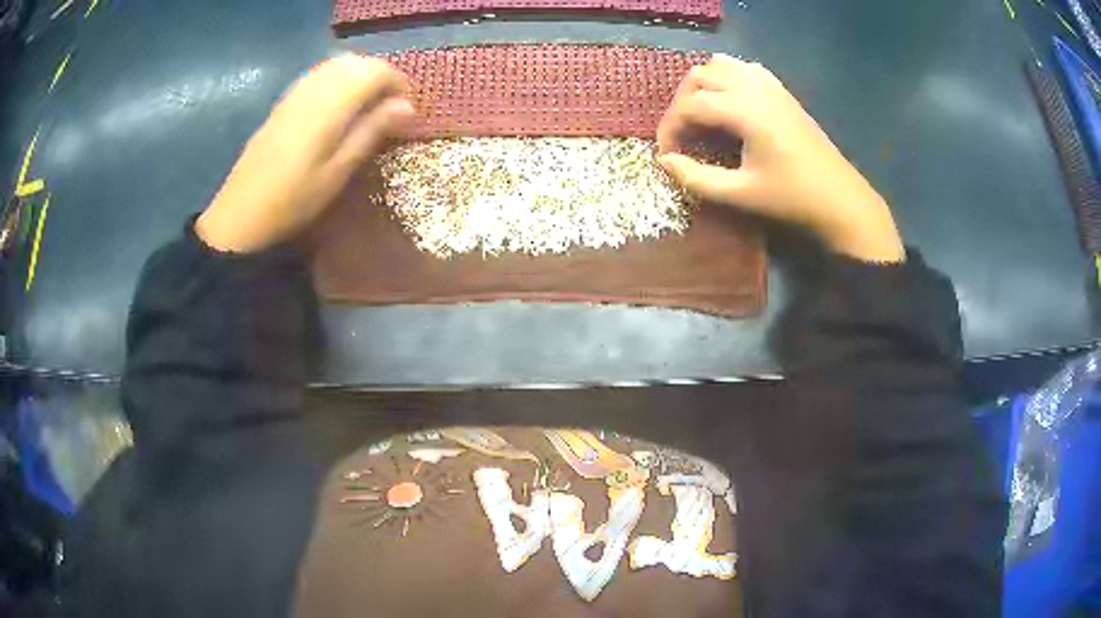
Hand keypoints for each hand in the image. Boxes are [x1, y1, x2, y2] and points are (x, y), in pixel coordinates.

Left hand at [196, 55, 414, 252]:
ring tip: (368, 106)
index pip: (375, 71)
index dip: (397, 83)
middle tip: (390, 107)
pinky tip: (339, 107)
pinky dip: (338, 80)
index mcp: (330, 105)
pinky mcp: (284, 102)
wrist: (240, 215)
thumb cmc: (293, 200)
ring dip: (359, 77)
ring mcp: (295, 93)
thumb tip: (407, 106)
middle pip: (356, 62)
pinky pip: (319, 75)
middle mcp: (313, 88)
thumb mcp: (338, 172)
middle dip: (380, 77)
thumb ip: (371, 132)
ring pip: (337, 65)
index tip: (406, 110)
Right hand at [657, 55, 904, 262]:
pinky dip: (728, 78)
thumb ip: (697, 178)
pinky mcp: (782, 91)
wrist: (840, 198)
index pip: (690, 105)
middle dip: (682, 102)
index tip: (667, 154)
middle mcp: (754, 88)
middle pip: (700, 76)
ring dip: (703, 85)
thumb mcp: (741, 194)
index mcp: (744, 111)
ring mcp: (771, 85)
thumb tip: (665, 162)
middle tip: (682, 134)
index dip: (670, 127)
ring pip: (721, 65)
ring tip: (701, 115)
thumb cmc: (792, 198)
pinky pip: (745, 68)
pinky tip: (730, 102)